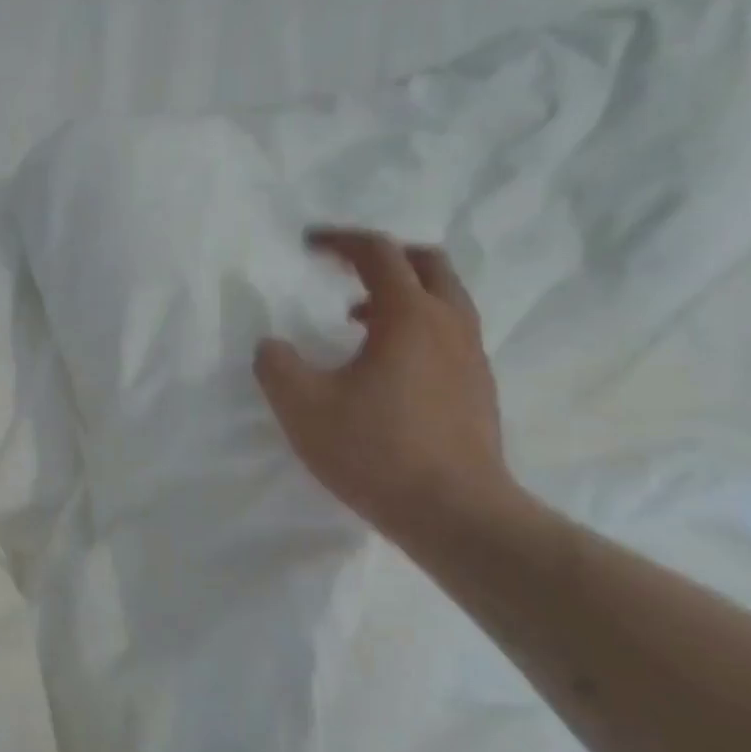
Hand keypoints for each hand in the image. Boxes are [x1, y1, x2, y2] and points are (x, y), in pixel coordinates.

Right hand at [254, 229, 512, 542]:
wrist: (454, 511)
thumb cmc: (374, 451)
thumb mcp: (303, 408)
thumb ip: (276, 367)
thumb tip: (271, 346)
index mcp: (409, 315)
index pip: (377, 253)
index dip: (340, 241)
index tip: (310, 244)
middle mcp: (449, 323)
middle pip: (426, 263)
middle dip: (383, 257)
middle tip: (347, 270)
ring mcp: (472, 356)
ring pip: (444, 299)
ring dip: (402, 294)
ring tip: (360, 319)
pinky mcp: (478, 388)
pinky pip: (449, 334)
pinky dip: (418, 327)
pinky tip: (388, 368)